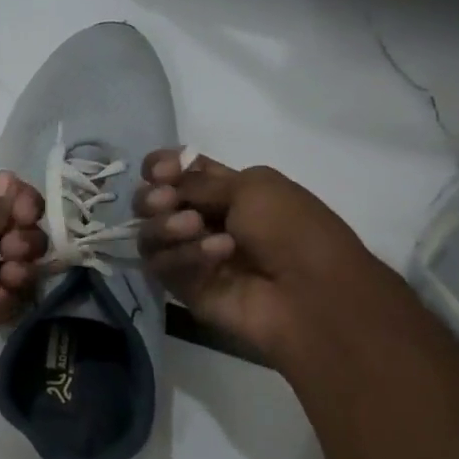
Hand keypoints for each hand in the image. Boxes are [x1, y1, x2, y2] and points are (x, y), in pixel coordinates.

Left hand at [0, 172, 44, 382]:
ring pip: (11, 268)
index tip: (29, 210)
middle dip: (25, 235)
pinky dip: (5, 299)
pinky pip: (1, 304)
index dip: (19, 199)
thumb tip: (14, 192)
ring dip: (21, 268)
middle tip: (15, 247)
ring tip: (11, 274)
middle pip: (10, 232)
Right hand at [135, 150, 392, 367]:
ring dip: (166, 225)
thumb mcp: (252, 186)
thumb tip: (160, 185)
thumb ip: (197, 181)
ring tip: (193, 227)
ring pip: (148, 233)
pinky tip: (218, 255)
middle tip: (166, 201)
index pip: (176, 173)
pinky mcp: (182, 285)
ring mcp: (189, 254)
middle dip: (153, 197)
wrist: (310, 292)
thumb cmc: (292, 229)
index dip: (161, 167)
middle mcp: (203, 219)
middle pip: (152, 202)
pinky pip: (160, 264)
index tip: (161, 171)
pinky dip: (185, 255)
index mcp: (226, 189)